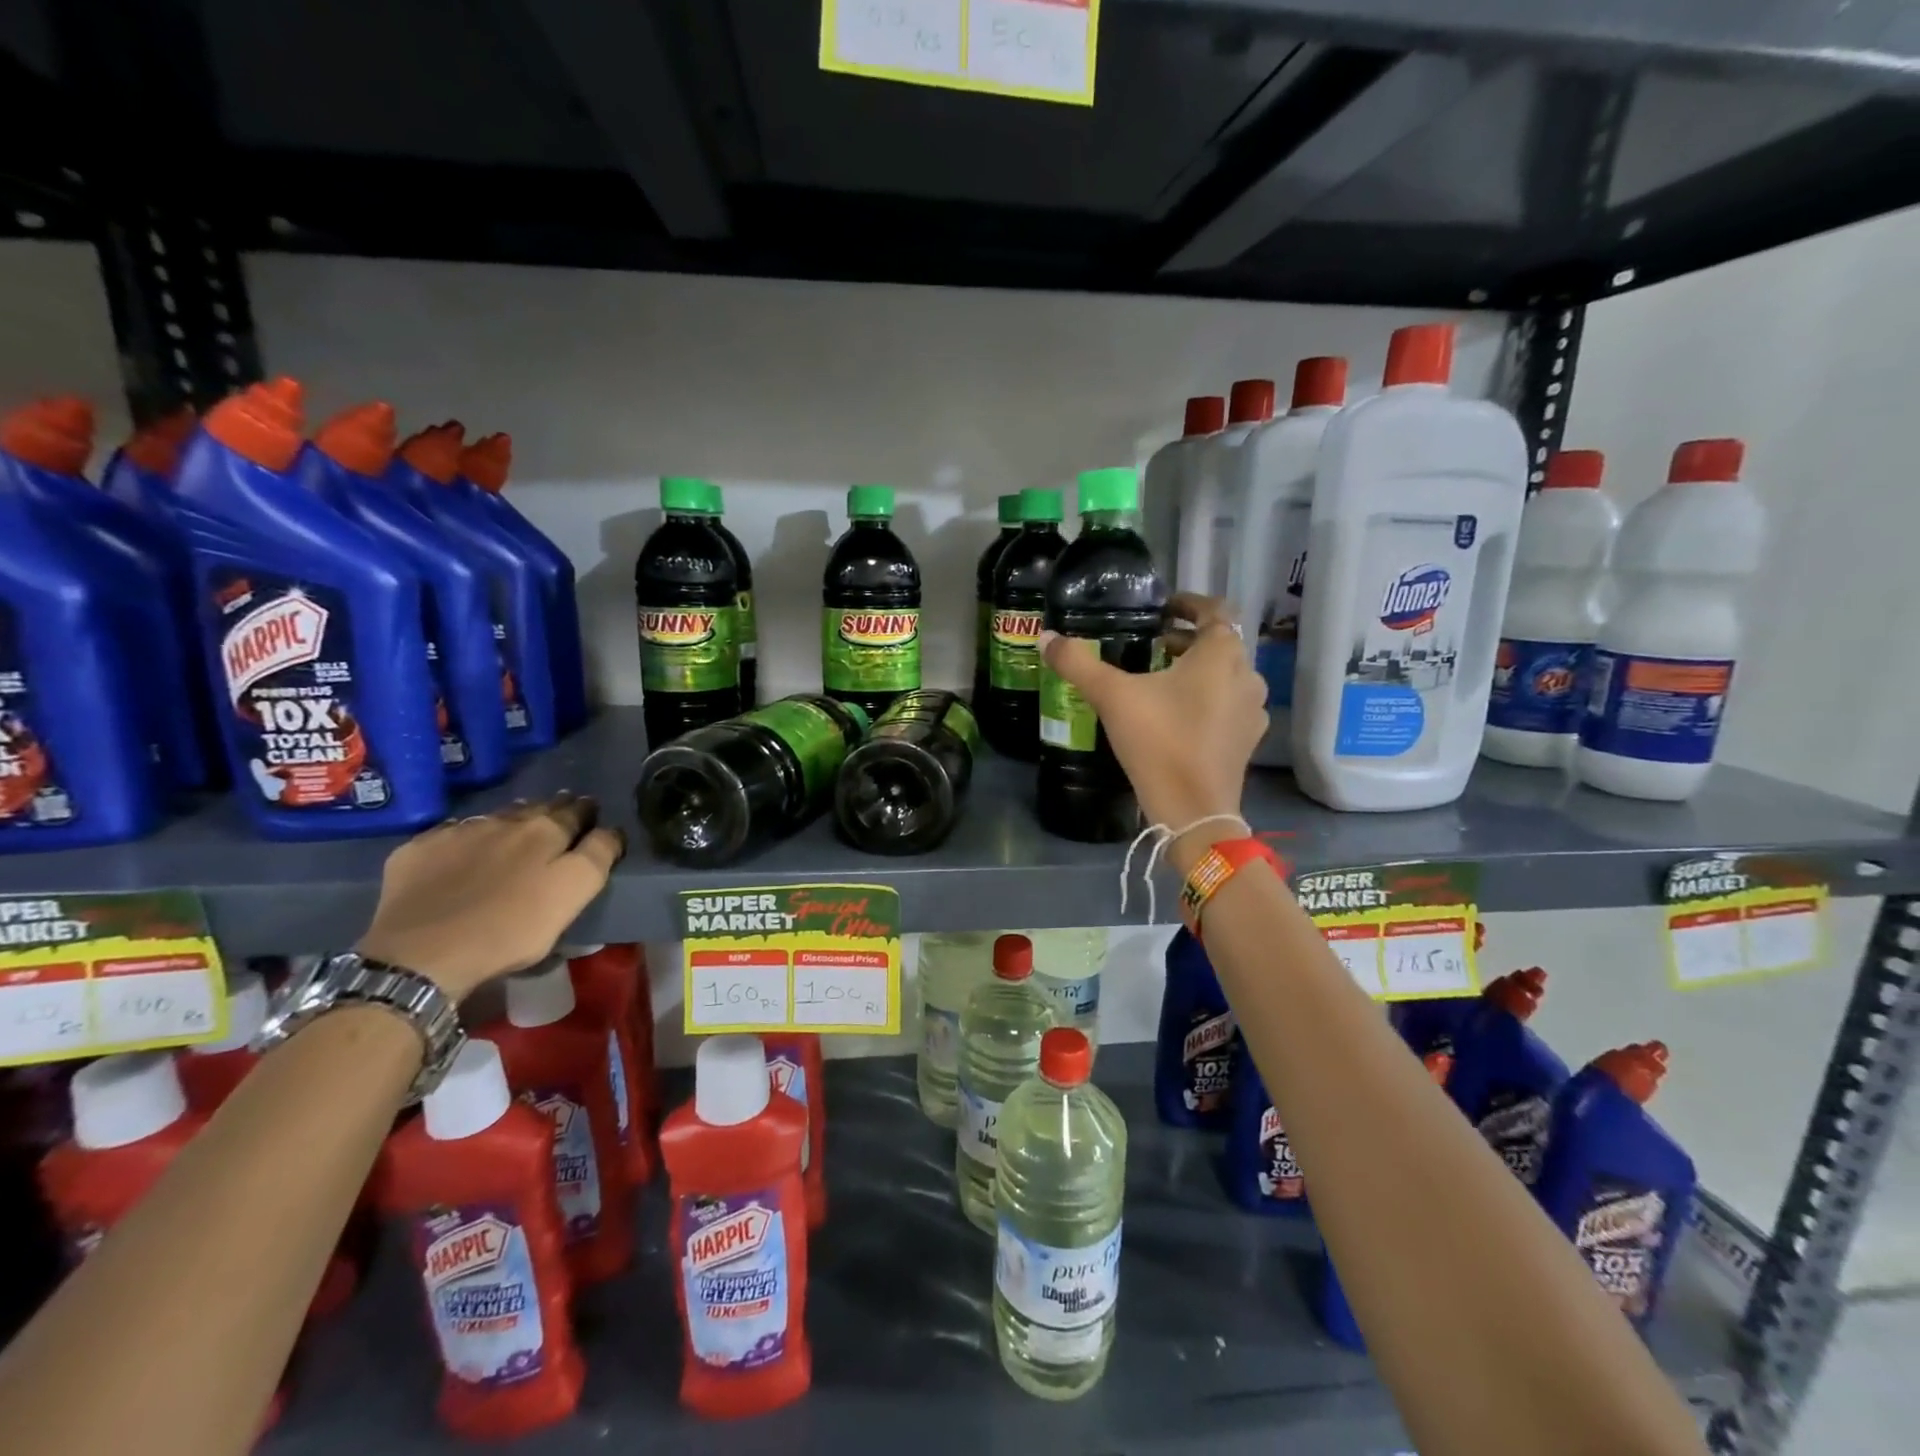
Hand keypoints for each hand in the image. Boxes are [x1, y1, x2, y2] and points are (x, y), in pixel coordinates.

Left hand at [356, 793, 624, 1000]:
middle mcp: (504, 821)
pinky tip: (464, 851)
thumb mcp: (574, 894)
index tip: (593, 815)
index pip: (577, 811)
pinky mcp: (418, 850)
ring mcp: (457, 832)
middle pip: (537, 808)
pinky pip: (451, 834)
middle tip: (560, 817)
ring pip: (495, 817)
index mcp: (547, 830)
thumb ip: (598, 856)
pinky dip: (466, 838)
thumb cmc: (512, 928)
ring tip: (516, 831)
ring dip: (511, 821)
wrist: (422, 953)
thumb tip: (610, 831)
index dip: (588, 812)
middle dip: (552, 810)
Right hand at [1038, 592, 1266, 835]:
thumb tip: (1046, 637)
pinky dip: (1206, 699)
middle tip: (1150, 644)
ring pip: (1225, 675)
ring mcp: (1251, 711)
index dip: (1190, 604)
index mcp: (1221, 655)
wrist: (1193, 809)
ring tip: (1160, 679)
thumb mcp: (1112, 697)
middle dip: (1186, 640)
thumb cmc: (1158, 741)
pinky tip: (1176, 716)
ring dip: (1197, 670)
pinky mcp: (1247, 740)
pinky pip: (1227, 705)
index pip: (1216, 610)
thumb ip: (1078, 663)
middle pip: (1220, 644)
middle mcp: (1246, 676)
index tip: (1163, 608)